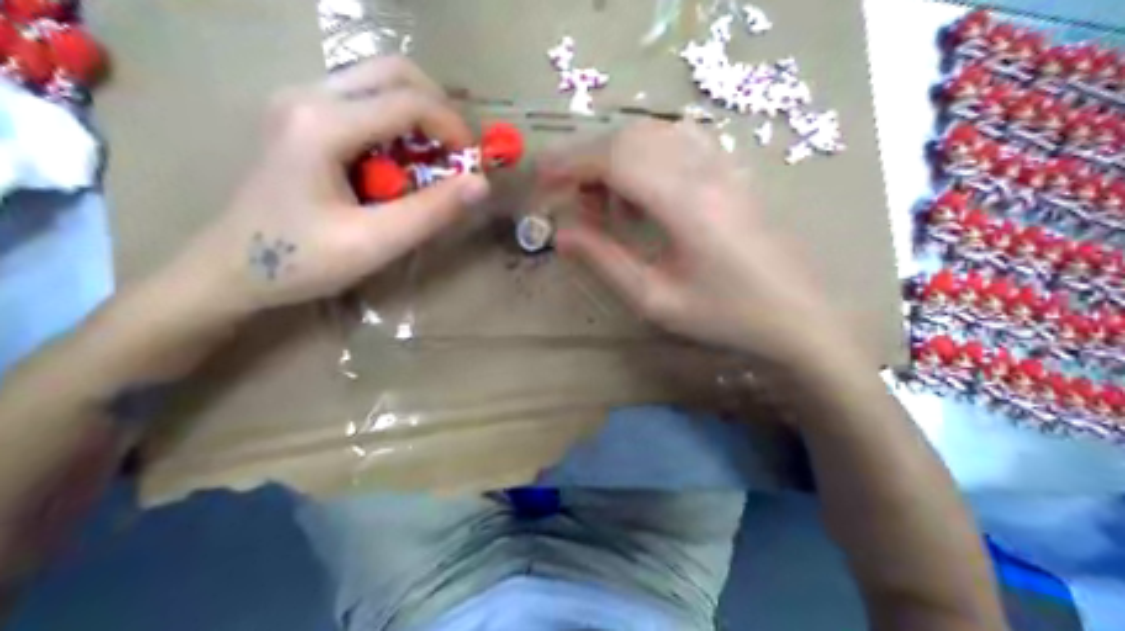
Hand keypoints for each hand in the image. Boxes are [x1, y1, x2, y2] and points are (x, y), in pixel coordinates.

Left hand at [164, 58, 489, 316]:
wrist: (230, 268)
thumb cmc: (299, 261)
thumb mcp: (372, 244)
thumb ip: (430, 212)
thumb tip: (481, 184)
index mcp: (322, 124)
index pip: (408, 101)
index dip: (452, 128)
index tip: (472, 165)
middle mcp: (308, 95)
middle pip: (393, 71)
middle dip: (437, 108)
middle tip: (454, 153)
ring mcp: (299, 99)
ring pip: (377, 79)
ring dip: (416, 113)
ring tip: (430, 159)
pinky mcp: (299, 112)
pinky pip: (361, 97)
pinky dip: (394, 121)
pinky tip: (396, 161)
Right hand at [542, 118, 842, 363]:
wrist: (800, 314)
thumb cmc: (728, 315)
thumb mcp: (657, 300)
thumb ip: (604, 261)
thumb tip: (560, 233)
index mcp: (684, 202)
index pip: (614, 158)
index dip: (569, 164)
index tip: (541, 183)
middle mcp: (704, 169)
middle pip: (630, 137)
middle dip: (588, 160)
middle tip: (571, 202)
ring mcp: (723, 164)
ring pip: (654, 133)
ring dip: (618, 157)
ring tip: (609, 204)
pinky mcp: (733, 170)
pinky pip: (680, 141)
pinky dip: (648, 155)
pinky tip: (647, 192)